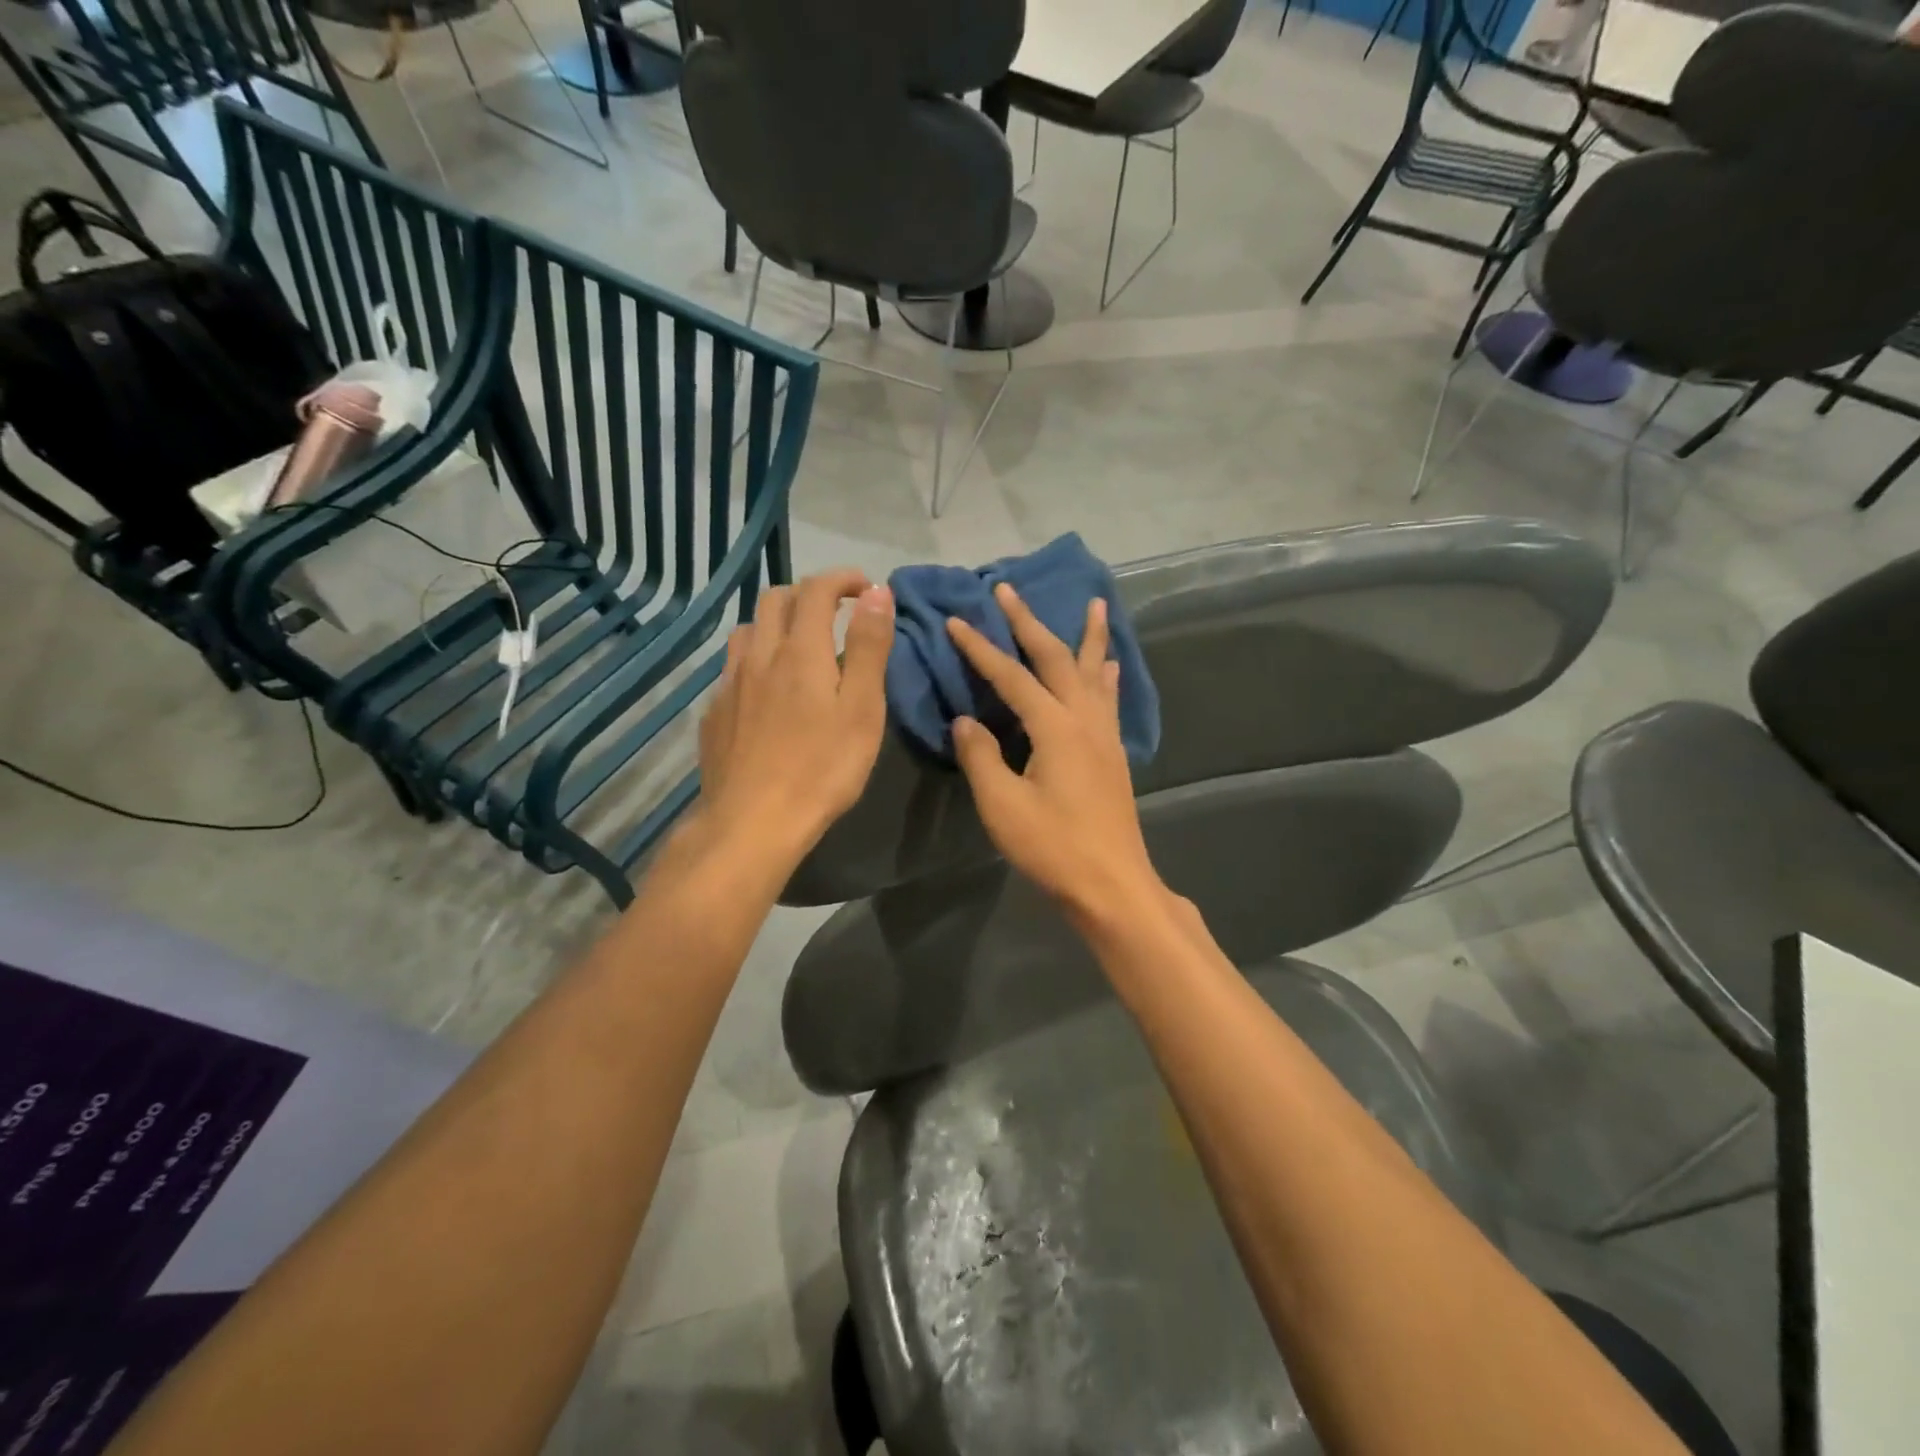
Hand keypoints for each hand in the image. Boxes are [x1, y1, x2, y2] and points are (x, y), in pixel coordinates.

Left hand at [696, 569, 893, 869]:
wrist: (752, 821)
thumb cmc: (821, 768)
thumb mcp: (862, 708)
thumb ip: (869, 647)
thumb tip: (877, 592)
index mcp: (800, 651)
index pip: (816, 590)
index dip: (842, 578)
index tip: (865, 588)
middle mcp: (759, 655)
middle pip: (775, 600)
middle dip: (808, 594)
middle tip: (836, 613)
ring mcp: (730, 684)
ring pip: (748, 630)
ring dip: (777, 623)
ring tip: (800, 646)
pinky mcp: (715, 712)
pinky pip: (734, 667)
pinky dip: (757, 659)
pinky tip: (768, 690)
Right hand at [945, 583, 1163, 926]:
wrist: (1111, 884)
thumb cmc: (1053, 847)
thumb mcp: (1002, 805)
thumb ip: (981, 756)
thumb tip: (966, 721)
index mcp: (1055, 727)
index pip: (1011, 676)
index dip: (981, 648)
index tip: (956, 620)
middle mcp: (1084, 719)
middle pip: (1056, 658)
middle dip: (1030, 622)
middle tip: (1010, 590)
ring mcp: (1104, 735)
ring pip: (1093, 671)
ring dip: (1089, 636)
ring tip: (1096, 603)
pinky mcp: (1113, 753)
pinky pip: (1108, 698)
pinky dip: (1106, 674)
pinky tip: (1110, 665)